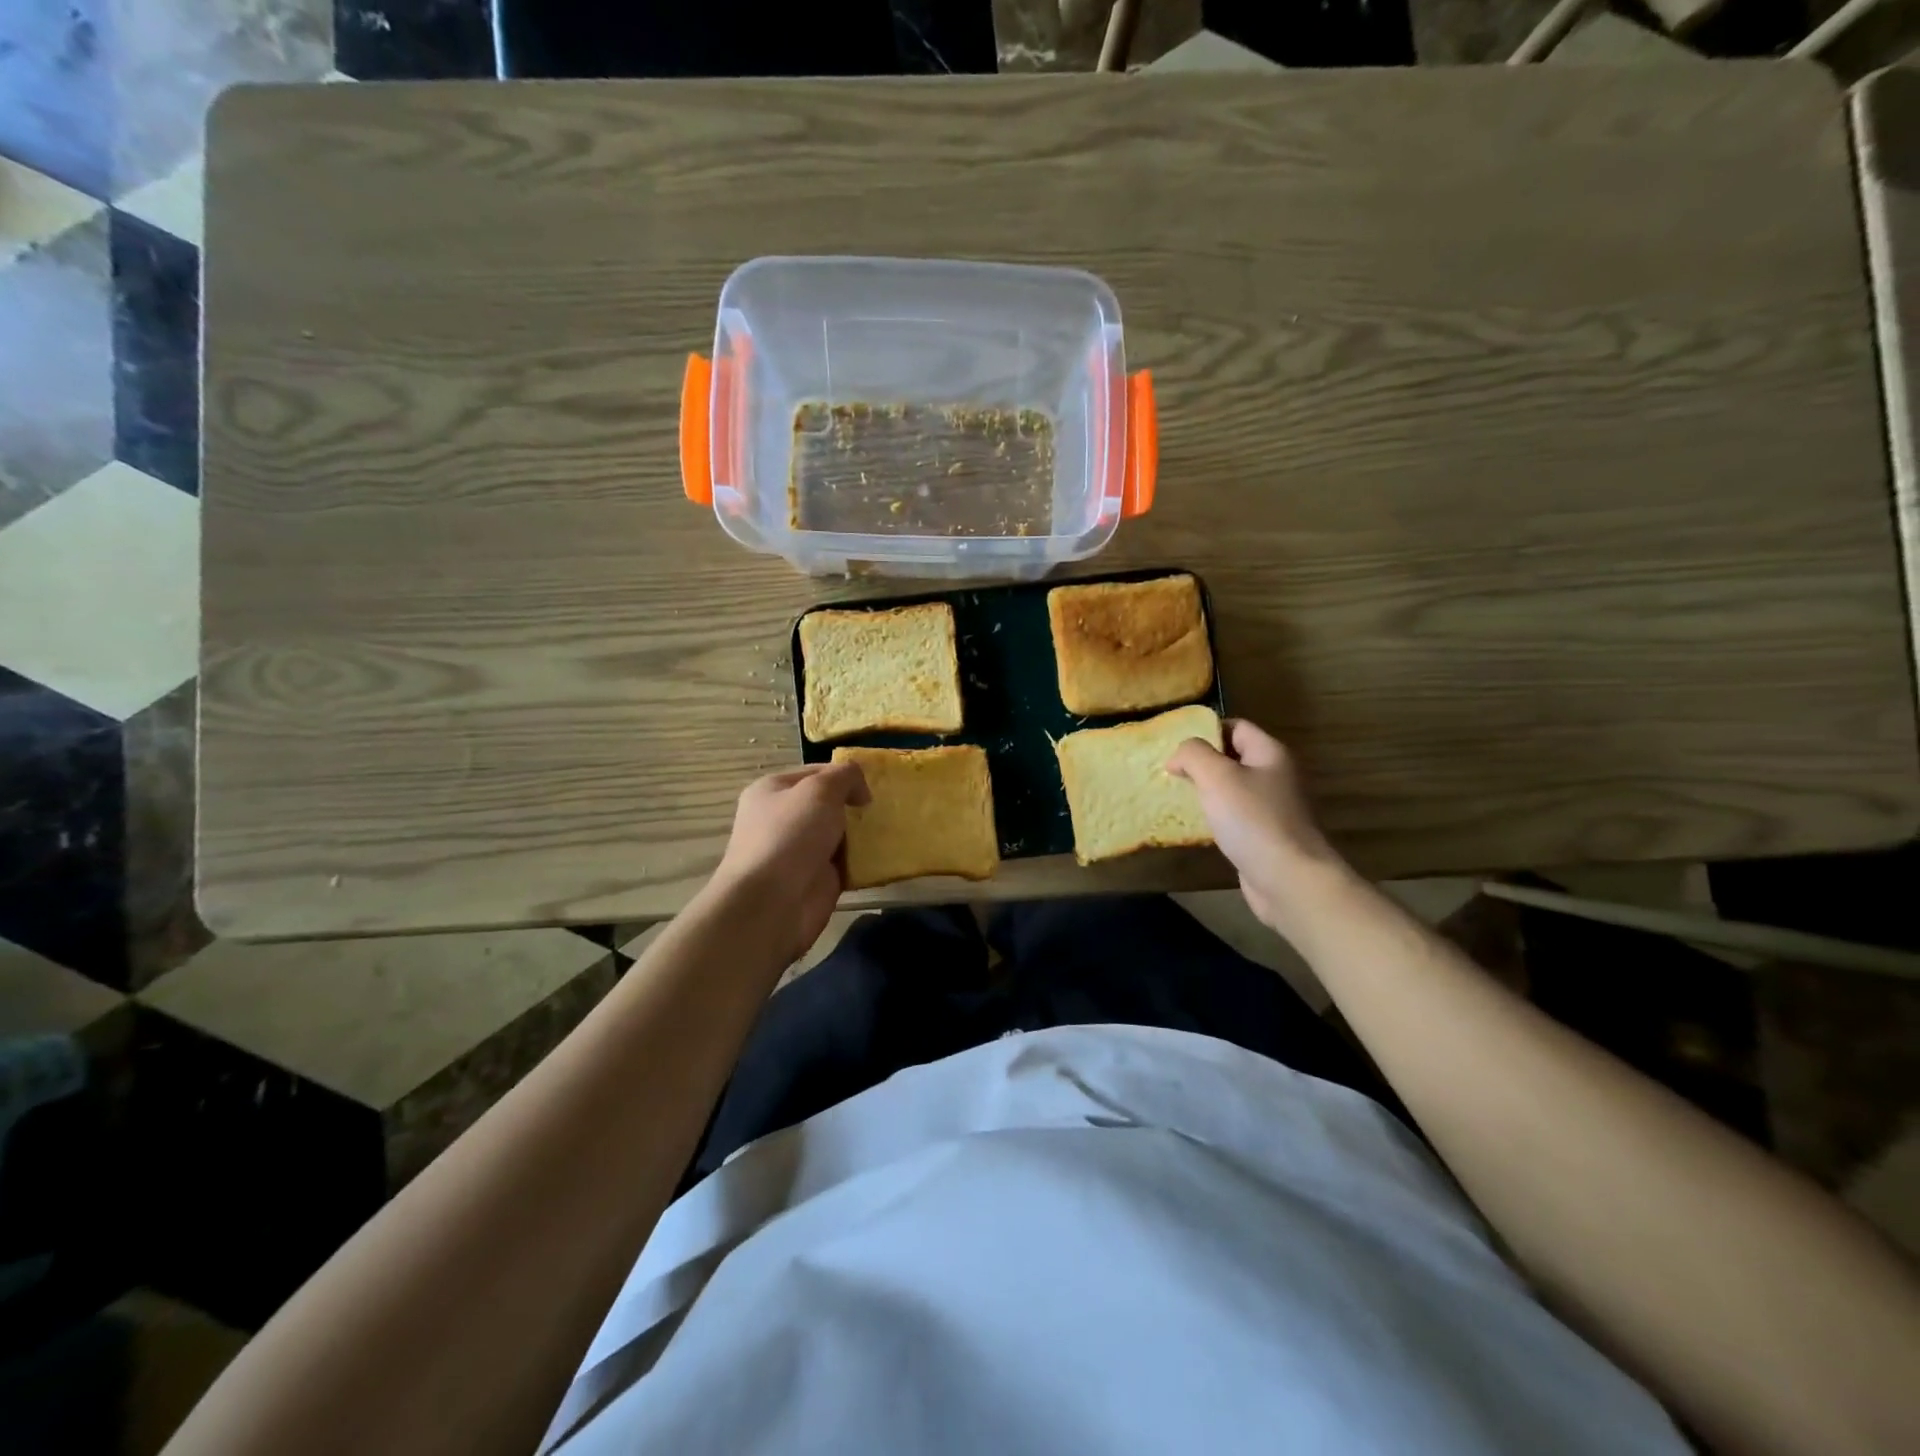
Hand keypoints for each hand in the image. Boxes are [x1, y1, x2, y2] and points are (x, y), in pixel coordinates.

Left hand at [711, 762, 870, 964]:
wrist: (772, 904)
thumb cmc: (791, 835)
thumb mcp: (820, 789)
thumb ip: (845, 776)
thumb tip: (860, 790)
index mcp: (773, 790)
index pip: (815, 772)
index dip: (845, 775)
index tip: (872, 785)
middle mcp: (782, 819)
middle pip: (828, 804)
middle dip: (856, 805)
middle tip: (885, 807)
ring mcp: (799, 851)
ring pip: (839, 834)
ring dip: (863, 834)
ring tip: (893, 829)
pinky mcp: (816, 880)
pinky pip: (846, 864)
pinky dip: (864, 862)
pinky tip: (885, 856)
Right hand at [1168, 719, 1354, 935]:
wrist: (1289, 879)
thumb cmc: (1252, 820)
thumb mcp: (1216, 776)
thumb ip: (1193, 754)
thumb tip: (1178, 756)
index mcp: (1270, 753)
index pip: (1236, 726)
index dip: (1206, 730)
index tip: (1176, 747)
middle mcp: (1276, 776)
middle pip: (1234, 757)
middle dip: (1202, 762)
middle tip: (1171, 772)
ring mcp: (1274, 807)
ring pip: (1234, 788)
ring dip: (1207, 790)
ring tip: (1177, 796)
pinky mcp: (1266, 835)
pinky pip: (1236, 815)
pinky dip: (1216, 816)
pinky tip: (1197, 825)